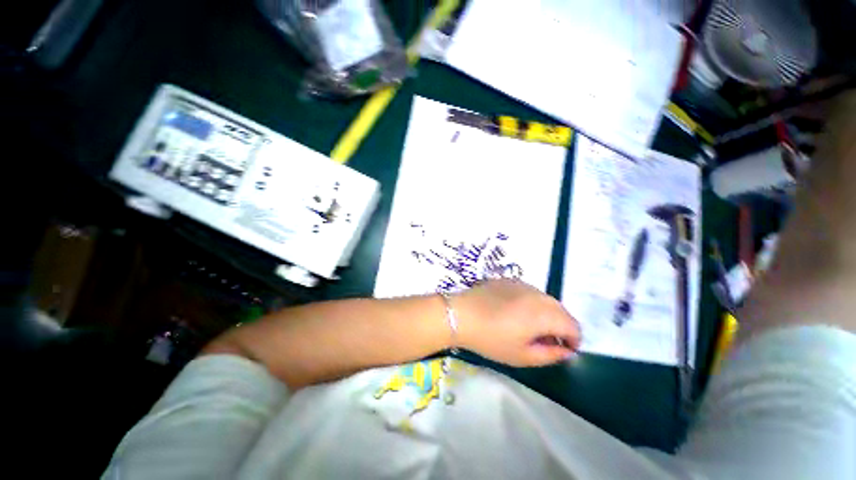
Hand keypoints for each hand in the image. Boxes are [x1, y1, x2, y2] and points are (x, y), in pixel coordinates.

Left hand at [451, 279, 580, 366]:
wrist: (461, 314)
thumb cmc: (491, 339)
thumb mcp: (522, 356)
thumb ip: (550, 355)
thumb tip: (567, 351)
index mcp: (544, 314)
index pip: (573, 326)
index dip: (573, 341)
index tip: (562, 350)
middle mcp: (538, 294)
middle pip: (561, 310)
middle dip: (561, 326)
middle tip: (545, 341)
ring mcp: (522, 284)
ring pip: (545, 299)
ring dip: (546, 313)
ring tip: (529, 326)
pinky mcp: (509, 280)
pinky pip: (529, 292)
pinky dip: (531, 303)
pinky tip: (514, 312)